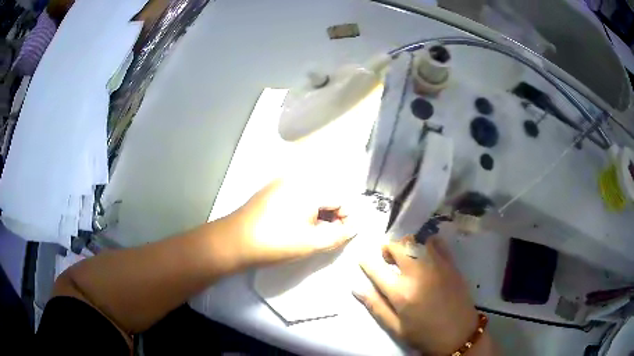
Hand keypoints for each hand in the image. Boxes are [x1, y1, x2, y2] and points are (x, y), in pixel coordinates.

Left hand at [225, 176, 357, 266]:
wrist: (235, 241)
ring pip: (313, 193)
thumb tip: (354, 227)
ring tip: (311, 232)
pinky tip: (296, 224)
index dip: (346, 218)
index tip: (340, 236)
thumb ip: (339, 235)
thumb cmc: (276, 242)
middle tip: (325, 236)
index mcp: (310, 187)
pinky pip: (298, 193)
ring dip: (319, 211)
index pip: (341, 198)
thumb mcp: (312, 242)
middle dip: (332, 215)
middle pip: (327, 193)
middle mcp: (298, 177)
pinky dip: (304, 207)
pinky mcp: (272, 188)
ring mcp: (283, 181)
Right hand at [355, 237, 490, 354]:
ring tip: (407, 255)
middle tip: (387, 257)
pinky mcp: (451, 264)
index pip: (377, 270)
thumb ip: (376, 306)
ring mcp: (436, 266)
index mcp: (401, 293)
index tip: (363, 259)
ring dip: (407, 244)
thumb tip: (357, 288)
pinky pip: (437, 243)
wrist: (459, 334)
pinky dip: (428, 243)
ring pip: (417, 241)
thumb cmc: (424, 334)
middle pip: (398, 247)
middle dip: (388, 248)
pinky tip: (426, 253)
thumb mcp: (395, 327)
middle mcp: (417, 274)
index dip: (367, 262)